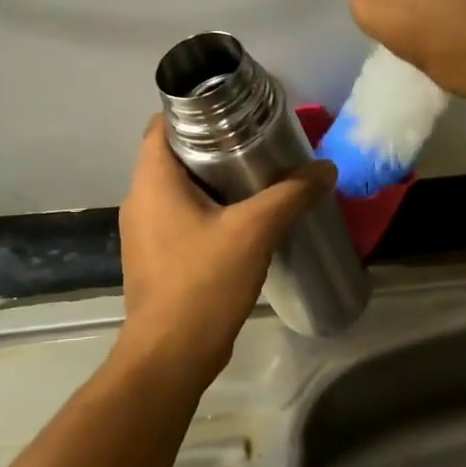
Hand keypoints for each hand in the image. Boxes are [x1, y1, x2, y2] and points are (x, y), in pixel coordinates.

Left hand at [116, 117, 334, 377]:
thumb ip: (291, 195)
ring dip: (214, 181)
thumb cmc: (203, 283)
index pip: (162, 125)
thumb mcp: (255, 232)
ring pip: (179, 190)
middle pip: (174, 156)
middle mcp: (140, 201)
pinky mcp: (157, 258)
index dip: (195, 111)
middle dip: (214, 145)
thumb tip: (325, 169)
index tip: (236, 112)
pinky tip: (244, 223)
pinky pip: (182, 218)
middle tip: (258, 144)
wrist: (171, 355)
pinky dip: (209, 210)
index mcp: (152, 182)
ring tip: (257, 180)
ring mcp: (145, 233)